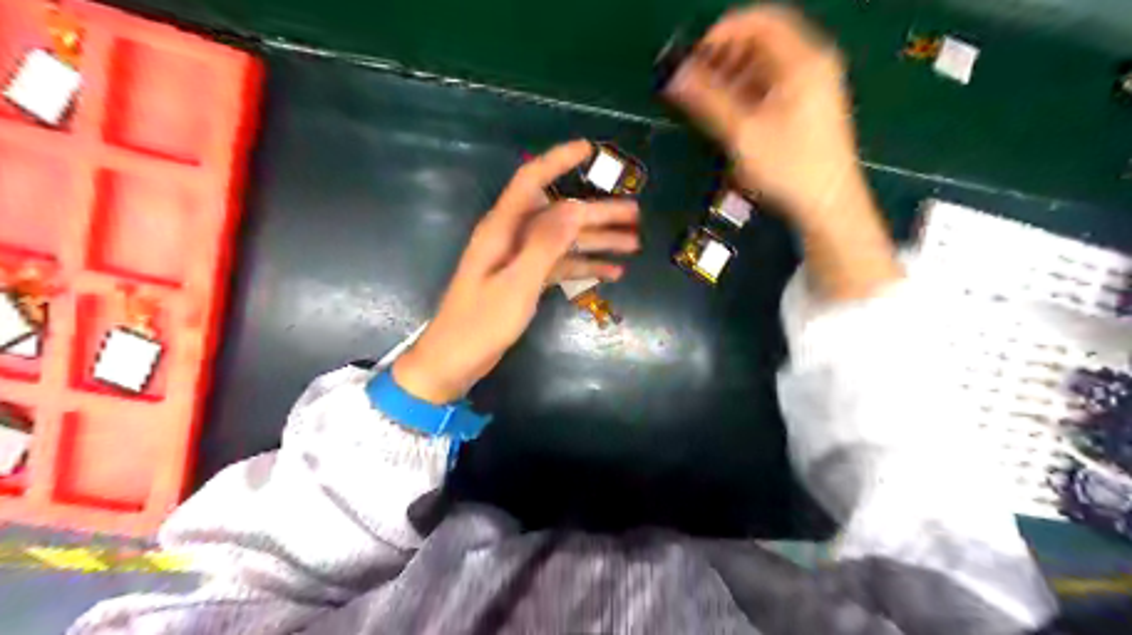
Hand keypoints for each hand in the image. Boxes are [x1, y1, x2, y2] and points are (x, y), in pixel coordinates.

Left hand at [393, 141, 636, 404]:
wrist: (454, 360)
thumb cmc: (481, 323)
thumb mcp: (517, 283)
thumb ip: (545, 244)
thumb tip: (575, 207)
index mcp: (502, 229)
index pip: (531, 181)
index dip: (558, 161)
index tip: (589, 149)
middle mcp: (511, 237)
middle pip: (559, 215)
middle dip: (597, 213)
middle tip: (636, 215)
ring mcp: (519, 260)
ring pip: (564, 241)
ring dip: (597, 241)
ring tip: (633, 245)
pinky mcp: (524, 280)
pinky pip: (559, 265)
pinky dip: (584, 266)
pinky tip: (612, 273)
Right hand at [665, 5, 867, 233]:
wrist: (828, 204)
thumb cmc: (788, 167)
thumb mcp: (742, 133)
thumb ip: (707, 100)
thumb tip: (676, 76)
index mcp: (802, 61)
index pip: (759, 20)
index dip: (721, 33)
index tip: (693, 57)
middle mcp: (812, 63)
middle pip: (763, 38)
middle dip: (725, 54)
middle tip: (696, 78)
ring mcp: (814, 83)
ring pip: (767, 62)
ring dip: (734, 73)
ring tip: (707, 96)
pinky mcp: (810, 104)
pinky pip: (774, 82)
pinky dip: (749, 89)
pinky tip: (730, 110)